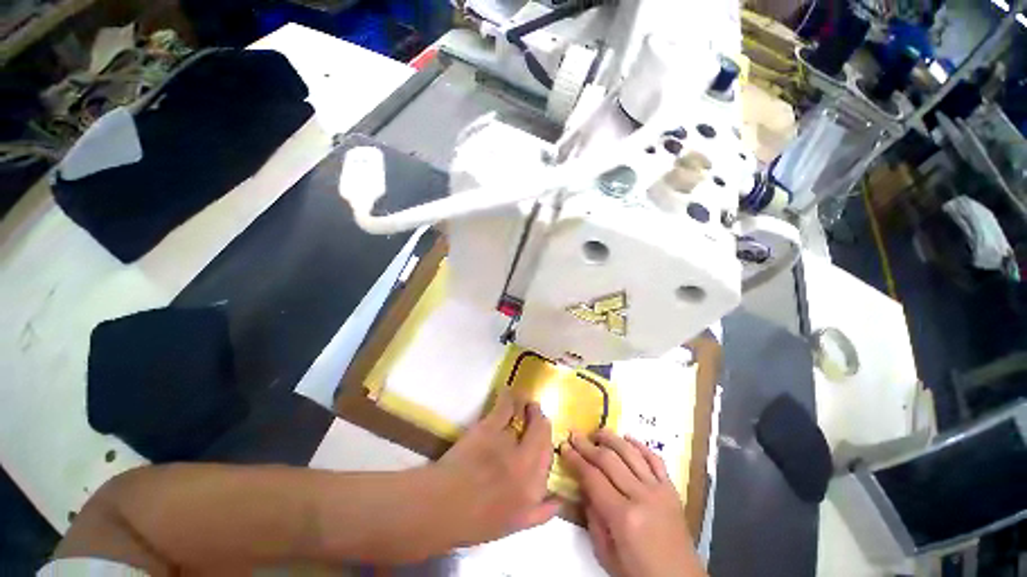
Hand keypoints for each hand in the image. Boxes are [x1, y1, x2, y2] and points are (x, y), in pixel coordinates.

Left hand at [427, 392, 558, 547]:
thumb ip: (540, 513)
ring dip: (529, 408)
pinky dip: (509, 397)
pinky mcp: (491, 428)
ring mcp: (509, 444)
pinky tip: (508, 391)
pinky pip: (507, 407)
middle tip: (536, 413)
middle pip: (543, 434)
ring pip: (528, 419)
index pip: (549, 458)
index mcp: (534, 489)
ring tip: (527, 403)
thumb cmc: (475, 522)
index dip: (547, 443)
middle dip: (541, 421)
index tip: (543, 436)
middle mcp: (527, 464)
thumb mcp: (514, 525)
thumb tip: (559, 499)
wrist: (442, 507)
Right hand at [562, 430, 705, 576]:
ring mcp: (659, 490)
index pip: (592, 478)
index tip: (564, 447)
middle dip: (587, 445)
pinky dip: (640, 445)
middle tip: (574, 435)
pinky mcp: (671, 489)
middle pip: (609, 460)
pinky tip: (627, 438)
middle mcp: (641, 496)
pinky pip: (655, 459)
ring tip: (597, 432)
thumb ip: (593, 519)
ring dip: (611, 438)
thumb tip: (584, 488)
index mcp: (623, 517)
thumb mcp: (606, 554)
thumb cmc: (638, 574)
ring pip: (630, 452)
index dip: (575, 460)